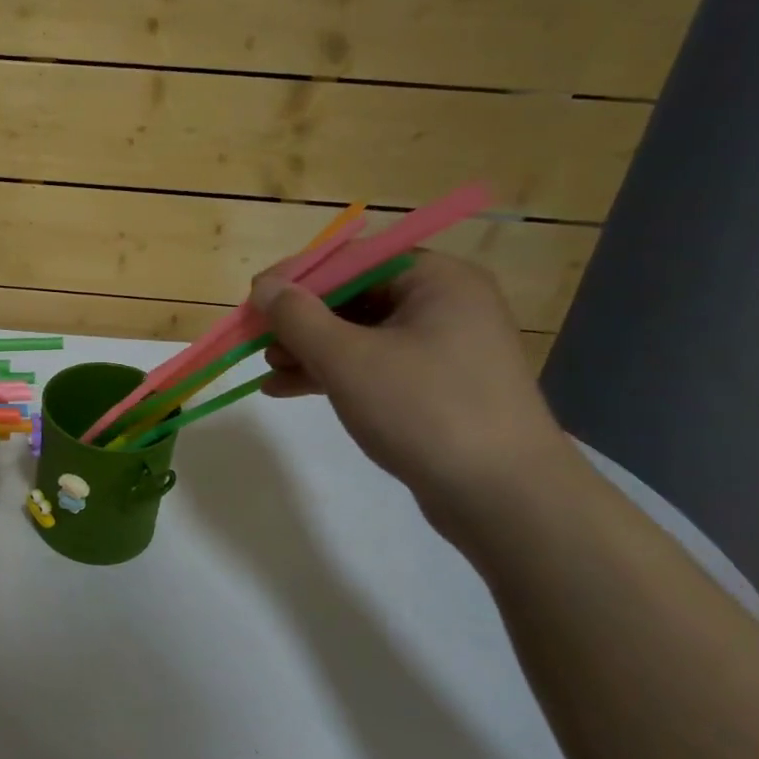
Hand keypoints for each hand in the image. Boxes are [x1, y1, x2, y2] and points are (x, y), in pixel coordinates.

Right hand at [250, 252, 569, 511]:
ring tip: (268, 369)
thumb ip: (298, 317)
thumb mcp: (348, 359)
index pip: (352, 259)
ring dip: (309, 349)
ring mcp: (443, 348)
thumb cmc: (424, 410)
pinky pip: (372, 366)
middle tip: (257, 339)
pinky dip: (332, 373)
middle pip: (354, 297)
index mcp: (436, 280)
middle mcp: (444, 304)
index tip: (253, 299)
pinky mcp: (436, 387)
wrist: (504, 499)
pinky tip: (287, 389)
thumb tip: (263, 287)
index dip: (297, 276)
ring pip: (359, 334)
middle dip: (300, 319)